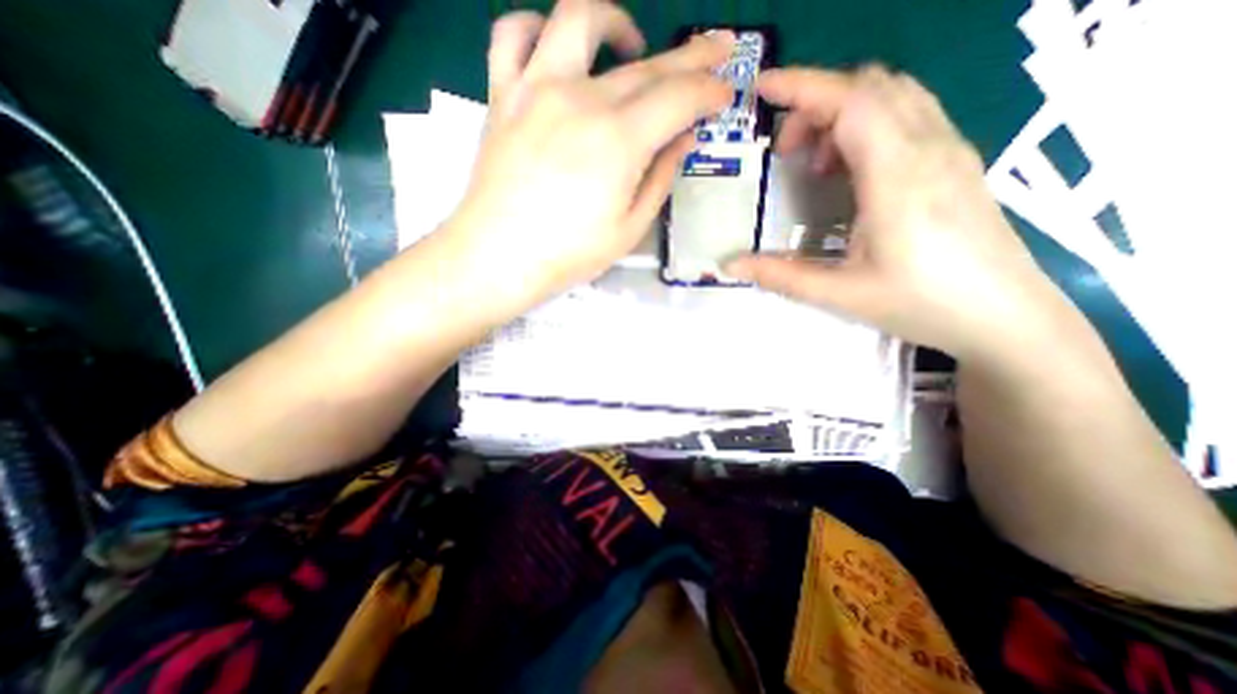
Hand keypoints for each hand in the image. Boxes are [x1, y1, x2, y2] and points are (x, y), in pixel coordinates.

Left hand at [441, 1, 731, 309]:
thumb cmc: (568, 254)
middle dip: (689, 57)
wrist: (497, 257)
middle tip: (714, 50)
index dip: (708, 93)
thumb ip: (660, 178)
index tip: (725, 93)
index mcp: (619, 141)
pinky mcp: (503, 95)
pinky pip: (513, 35)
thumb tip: (682, 138)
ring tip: (632, 43)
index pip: (678, 99)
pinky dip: (537, 27)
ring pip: (578, 20)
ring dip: (615, 22)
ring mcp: (536, 89)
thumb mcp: (629, 229)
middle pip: (646, 65)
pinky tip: (555, 46)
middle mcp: (581, 100)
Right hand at [728, 66, 1062, 361]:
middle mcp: (929, 147)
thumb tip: (729, 265)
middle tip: (784, 153)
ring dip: (842, 112)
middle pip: (870, 87)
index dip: (803, 87)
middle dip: (816, 104)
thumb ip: (780, 275)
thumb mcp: (839, 294)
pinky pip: (909, 114)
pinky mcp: (956, 161)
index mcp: (898, 175)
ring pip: (893, 95)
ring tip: (814, 163)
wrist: (1004, 315)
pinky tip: (851, 171)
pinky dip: (868, 123)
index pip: (851, 101)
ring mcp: (949, 149)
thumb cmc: (921, 304)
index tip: (763, 90)